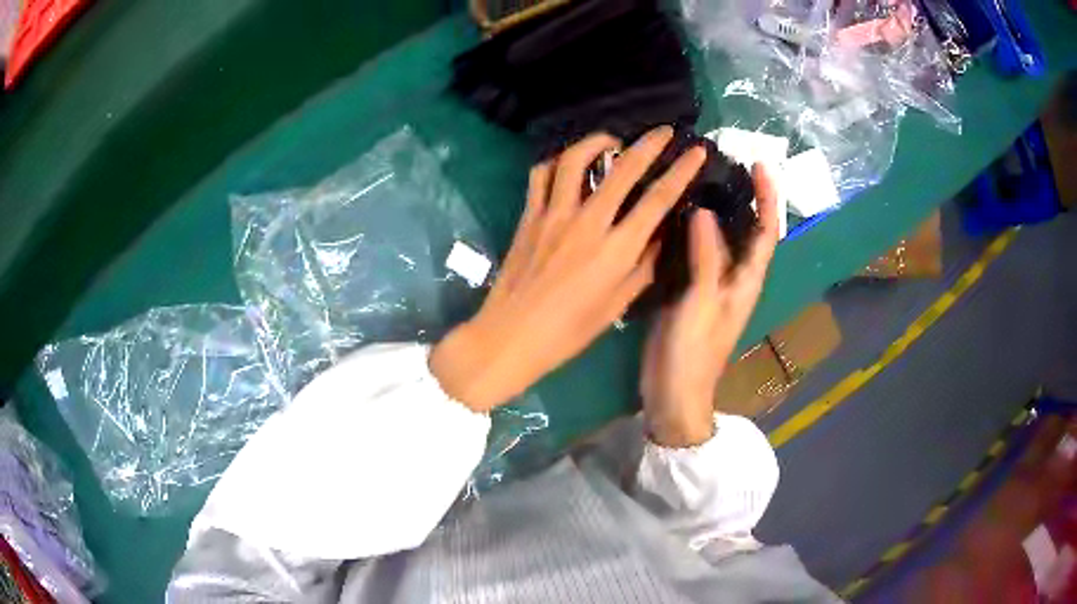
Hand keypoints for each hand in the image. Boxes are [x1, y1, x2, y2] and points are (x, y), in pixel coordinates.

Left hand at [431, 127, 706, 411]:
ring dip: (598, 141)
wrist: (511, 336)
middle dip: (649, 144)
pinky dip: (557, 160)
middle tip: (664, 131)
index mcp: (616, 250)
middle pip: (623, 169)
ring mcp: (553, 215)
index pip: (657, 199)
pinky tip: (568, 163)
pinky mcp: (528, 215)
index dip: (681, 171)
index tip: (696, 152)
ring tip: (612, 141)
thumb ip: (644, 267)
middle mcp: (587, 223)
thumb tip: (659, 235)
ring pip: (576, 160)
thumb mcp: (617, 306)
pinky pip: (541, 174)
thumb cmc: (569, 331)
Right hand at [640, 164, 779, 446]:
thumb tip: (705, 211)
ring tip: (699, 179)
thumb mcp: (701, 302)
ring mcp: (713, 285)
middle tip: (723, 164)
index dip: (768, 197)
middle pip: (747, 231)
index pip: (766, 231)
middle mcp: (735, 279)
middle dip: (744, 197)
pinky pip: (697, 253)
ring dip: (717, 210)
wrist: (673, 393)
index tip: (759, 165)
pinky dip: (692, 231)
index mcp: (747, 281)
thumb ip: (706, 257)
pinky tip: (675, 215)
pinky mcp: (692, 292)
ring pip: (721, 240)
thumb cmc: (693, 353)